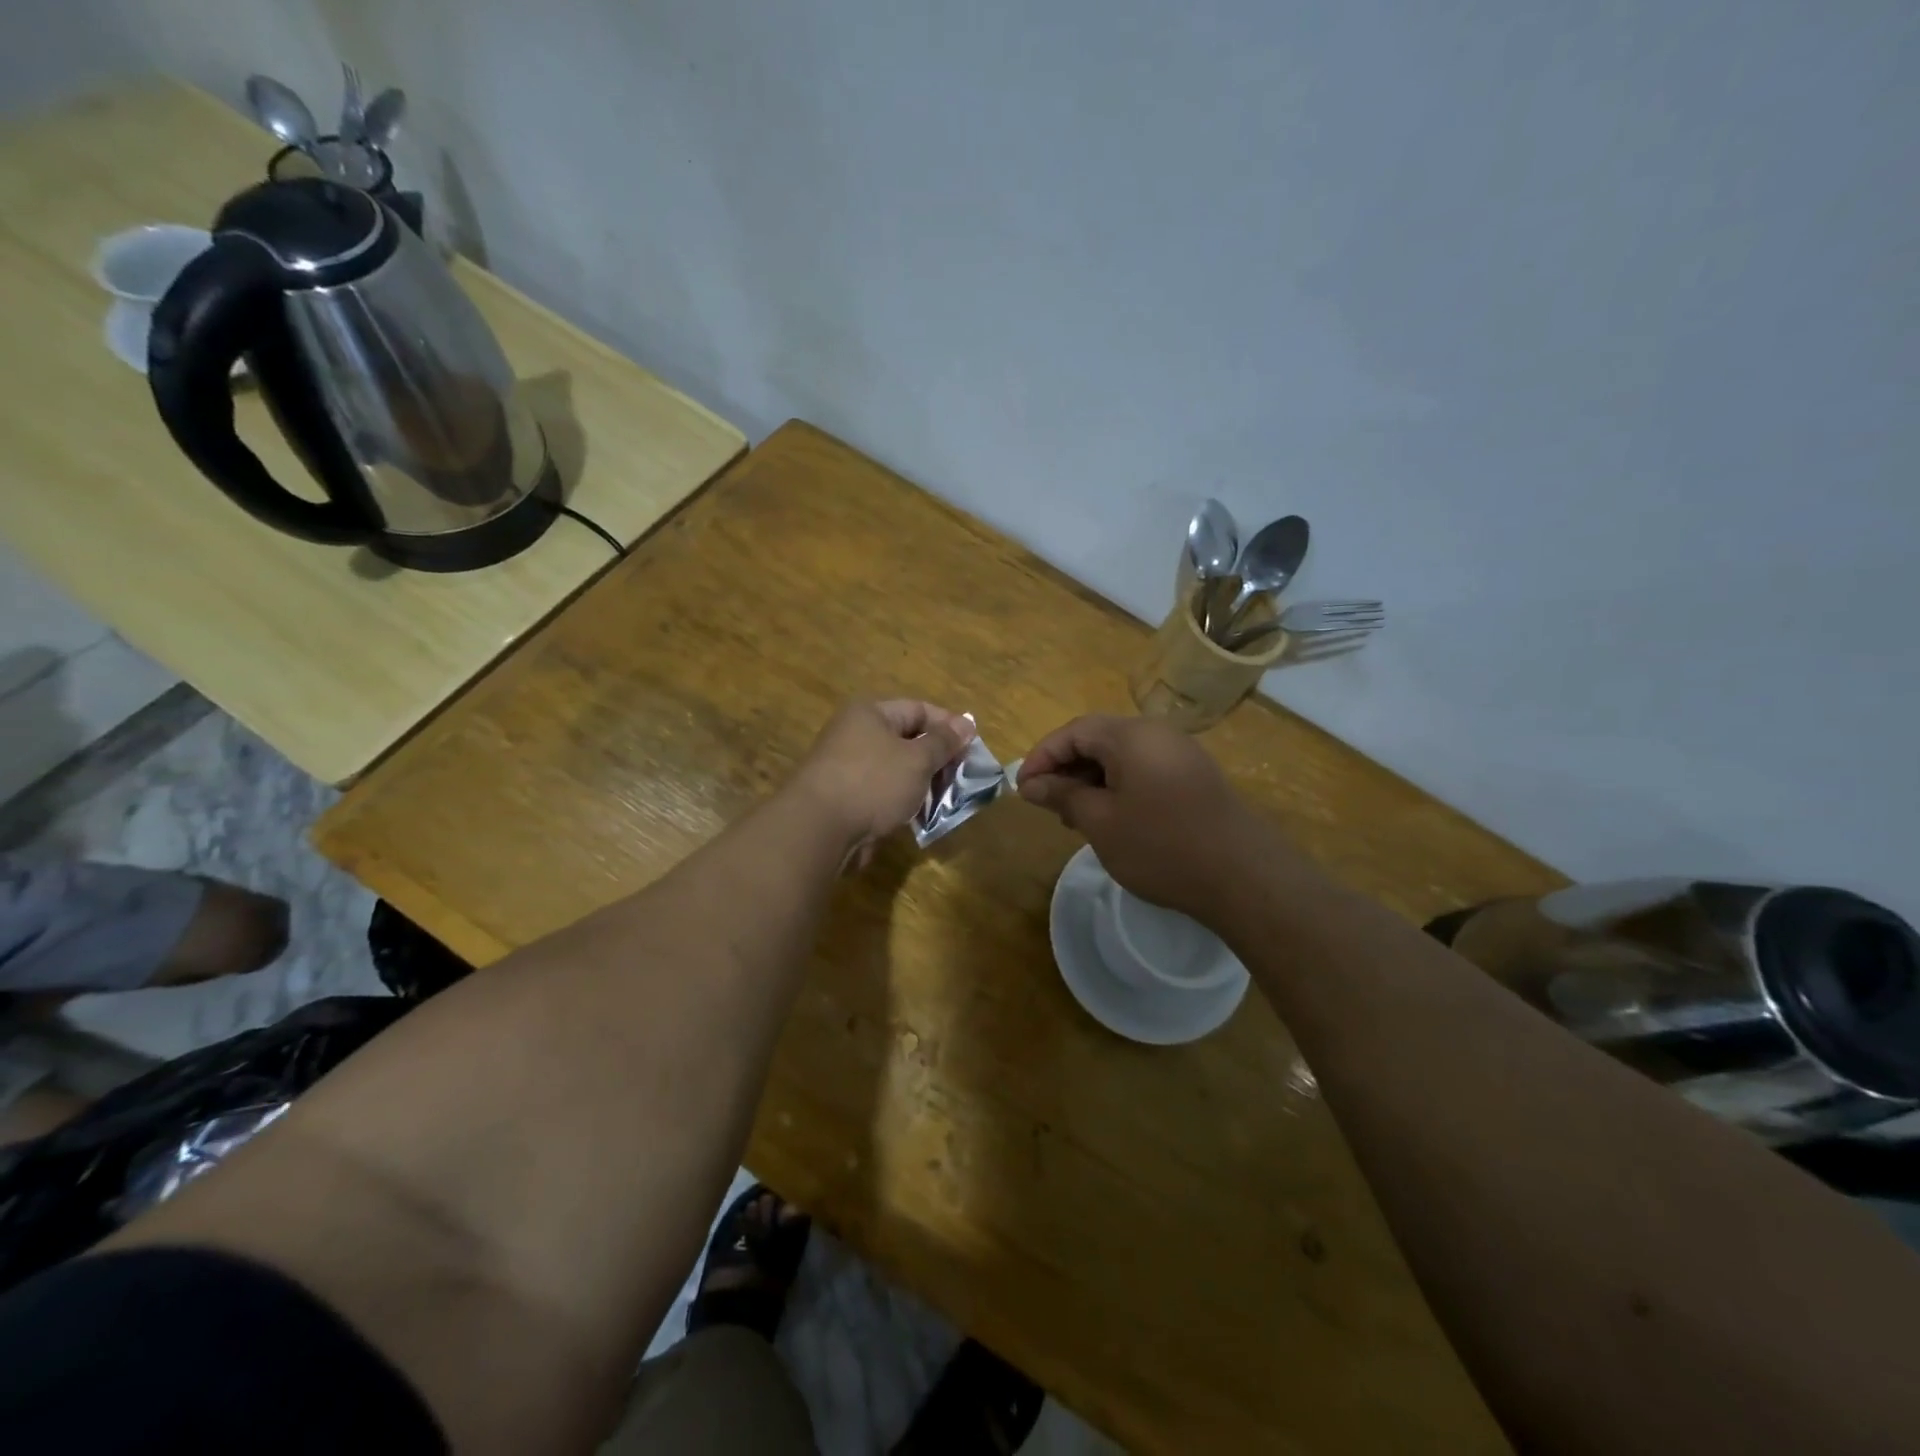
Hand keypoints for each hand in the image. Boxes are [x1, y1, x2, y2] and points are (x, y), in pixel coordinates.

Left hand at [793, 700, 973, 865]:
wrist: (818, 829)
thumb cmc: (873, 783)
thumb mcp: (917, 759)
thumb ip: (943, 742)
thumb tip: (966, 724)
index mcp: (870, 713)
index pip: (919, 709)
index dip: (949, 725)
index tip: (973, 746)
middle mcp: (856, 734)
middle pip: (907, 739)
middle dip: (937, 758)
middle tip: (963, 777)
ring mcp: (848, 767)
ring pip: (896, 769)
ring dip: (922, 783)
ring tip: (947, 799)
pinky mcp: (845, 798)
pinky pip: (883, 792)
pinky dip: (903, 801)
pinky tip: (921, 816)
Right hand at [1019, 715, 1277, 920]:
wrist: (1243, 876)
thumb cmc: (1161, 846)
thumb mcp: (1100, 822)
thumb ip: (1063, 796)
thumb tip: (1032, 784)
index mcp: (1130, 736)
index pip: (1073, 731)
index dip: (1042, 756)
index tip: (1023, 789)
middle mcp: (1157, 733)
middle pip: (1098, 738)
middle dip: (1066, 768)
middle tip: (1046, 804)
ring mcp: (1180, 753)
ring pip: (1121, 756)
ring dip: (1091, 779)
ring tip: (1074, 817)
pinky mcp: (1195, 776)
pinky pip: (1144, 769)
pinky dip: (1118, 786)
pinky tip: (1112, 819)